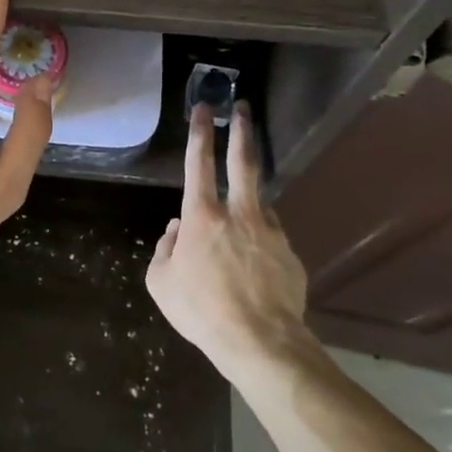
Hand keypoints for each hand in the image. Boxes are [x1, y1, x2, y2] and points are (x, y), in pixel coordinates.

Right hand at [146, 102, 314, 380]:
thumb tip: (175, 232)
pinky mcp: (290, 254)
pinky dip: (259, 239)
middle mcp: (239, 214)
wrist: (260, 342)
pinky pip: (270, 237)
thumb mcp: (161, 283)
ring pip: (259, 203)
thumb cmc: (201, 310)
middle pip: (243, 161)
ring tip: (240, 221)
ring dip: (248, 201)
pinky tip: (255, 263)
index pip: (199, 163)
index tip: (203, 109)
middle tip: (242, 109)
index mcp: (202, 216)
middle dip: (241, 131)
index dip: (199, 133)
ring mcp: (270, 231)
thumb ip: (165, 250)